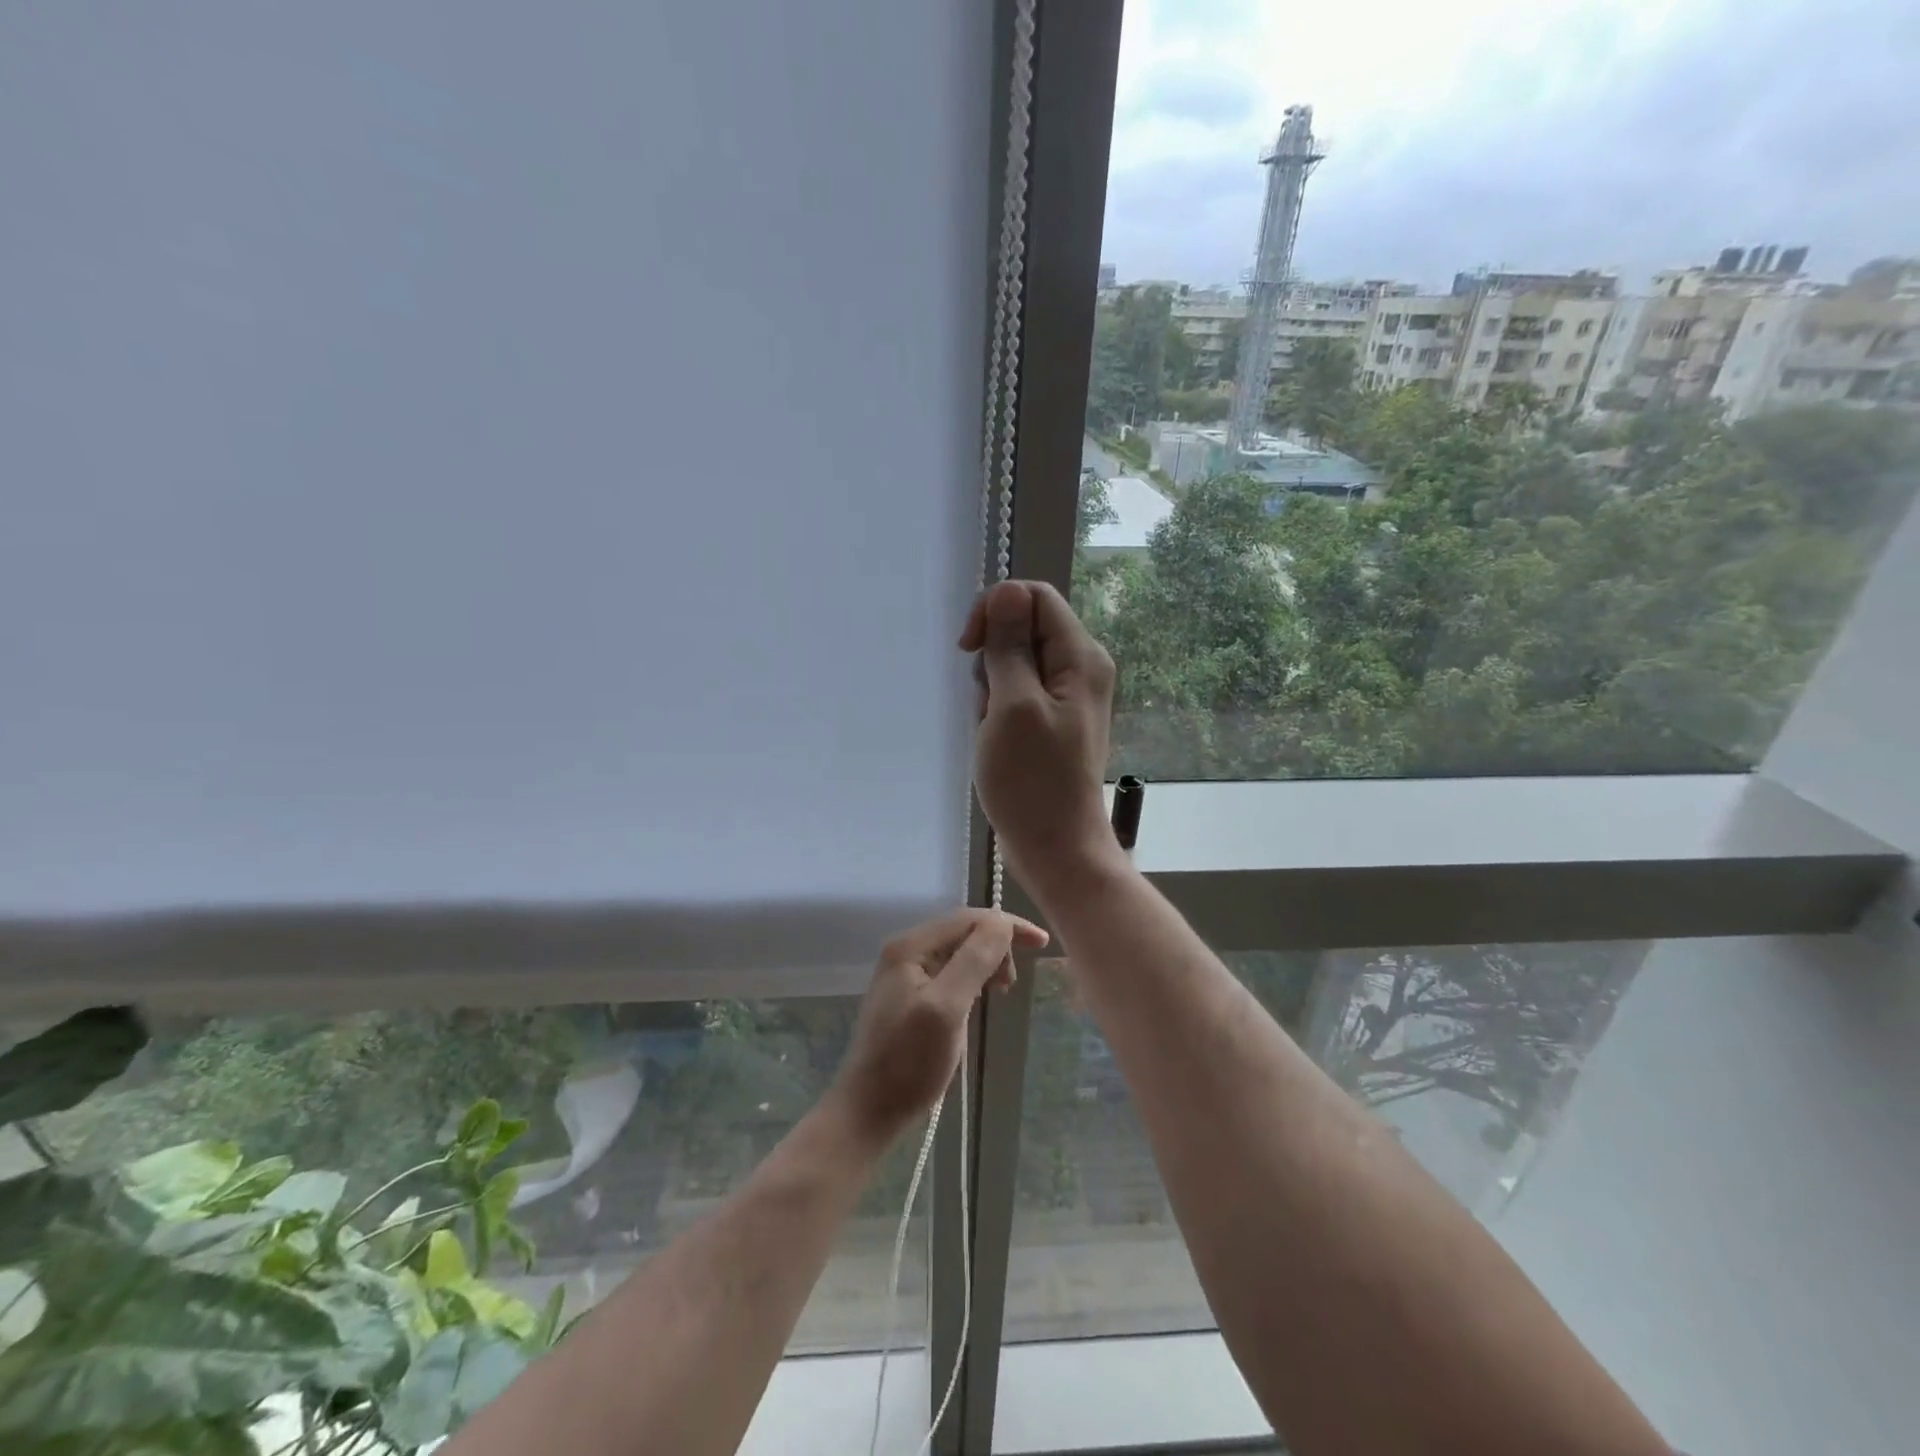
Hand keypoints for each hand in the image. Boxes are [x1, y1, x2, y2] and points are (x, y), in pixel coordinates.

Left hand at [830, 908, 1047, 1145]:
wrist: (868, 1110)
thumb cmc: (909, 1062)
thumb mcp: (947, 1008)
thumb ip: (974, 960)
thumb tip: (1002, 922)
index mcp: (910, 946)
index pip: (968, 919)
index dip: (1006, 925)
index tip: (1041, 943)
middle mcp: (905, 950)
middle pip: (963, 931)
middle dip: (996, 945)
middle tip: (1012, 982)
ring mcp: (905, 973)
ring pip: (958, 951)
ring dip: (986, 962)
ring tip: (1002, 990)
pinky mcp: (910, 995)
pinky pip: (950, 972)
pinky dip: (973, 978)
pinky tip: (980, 998)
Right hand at [959, 580, 1119, 899]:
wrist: (1055, 846)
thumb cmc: (1032, 780)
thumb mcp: (1013, 706)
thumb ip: (1010, 647)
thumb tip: (1006, 591)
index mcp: (1080, 657)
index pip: (1034, 596)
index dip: (995, 610)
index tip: (968, 648)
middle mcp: (1079, 668)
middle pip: (1023, 628)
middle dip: (992, 658)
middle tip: (989, 703)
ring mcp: (1065, 697)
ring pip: (1014, 663)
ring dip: (991, 688)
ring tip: (994, 729)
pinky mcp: (1050, 720)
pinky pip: (1016, 693)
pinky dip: (997, 710)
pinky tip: (996, 740)